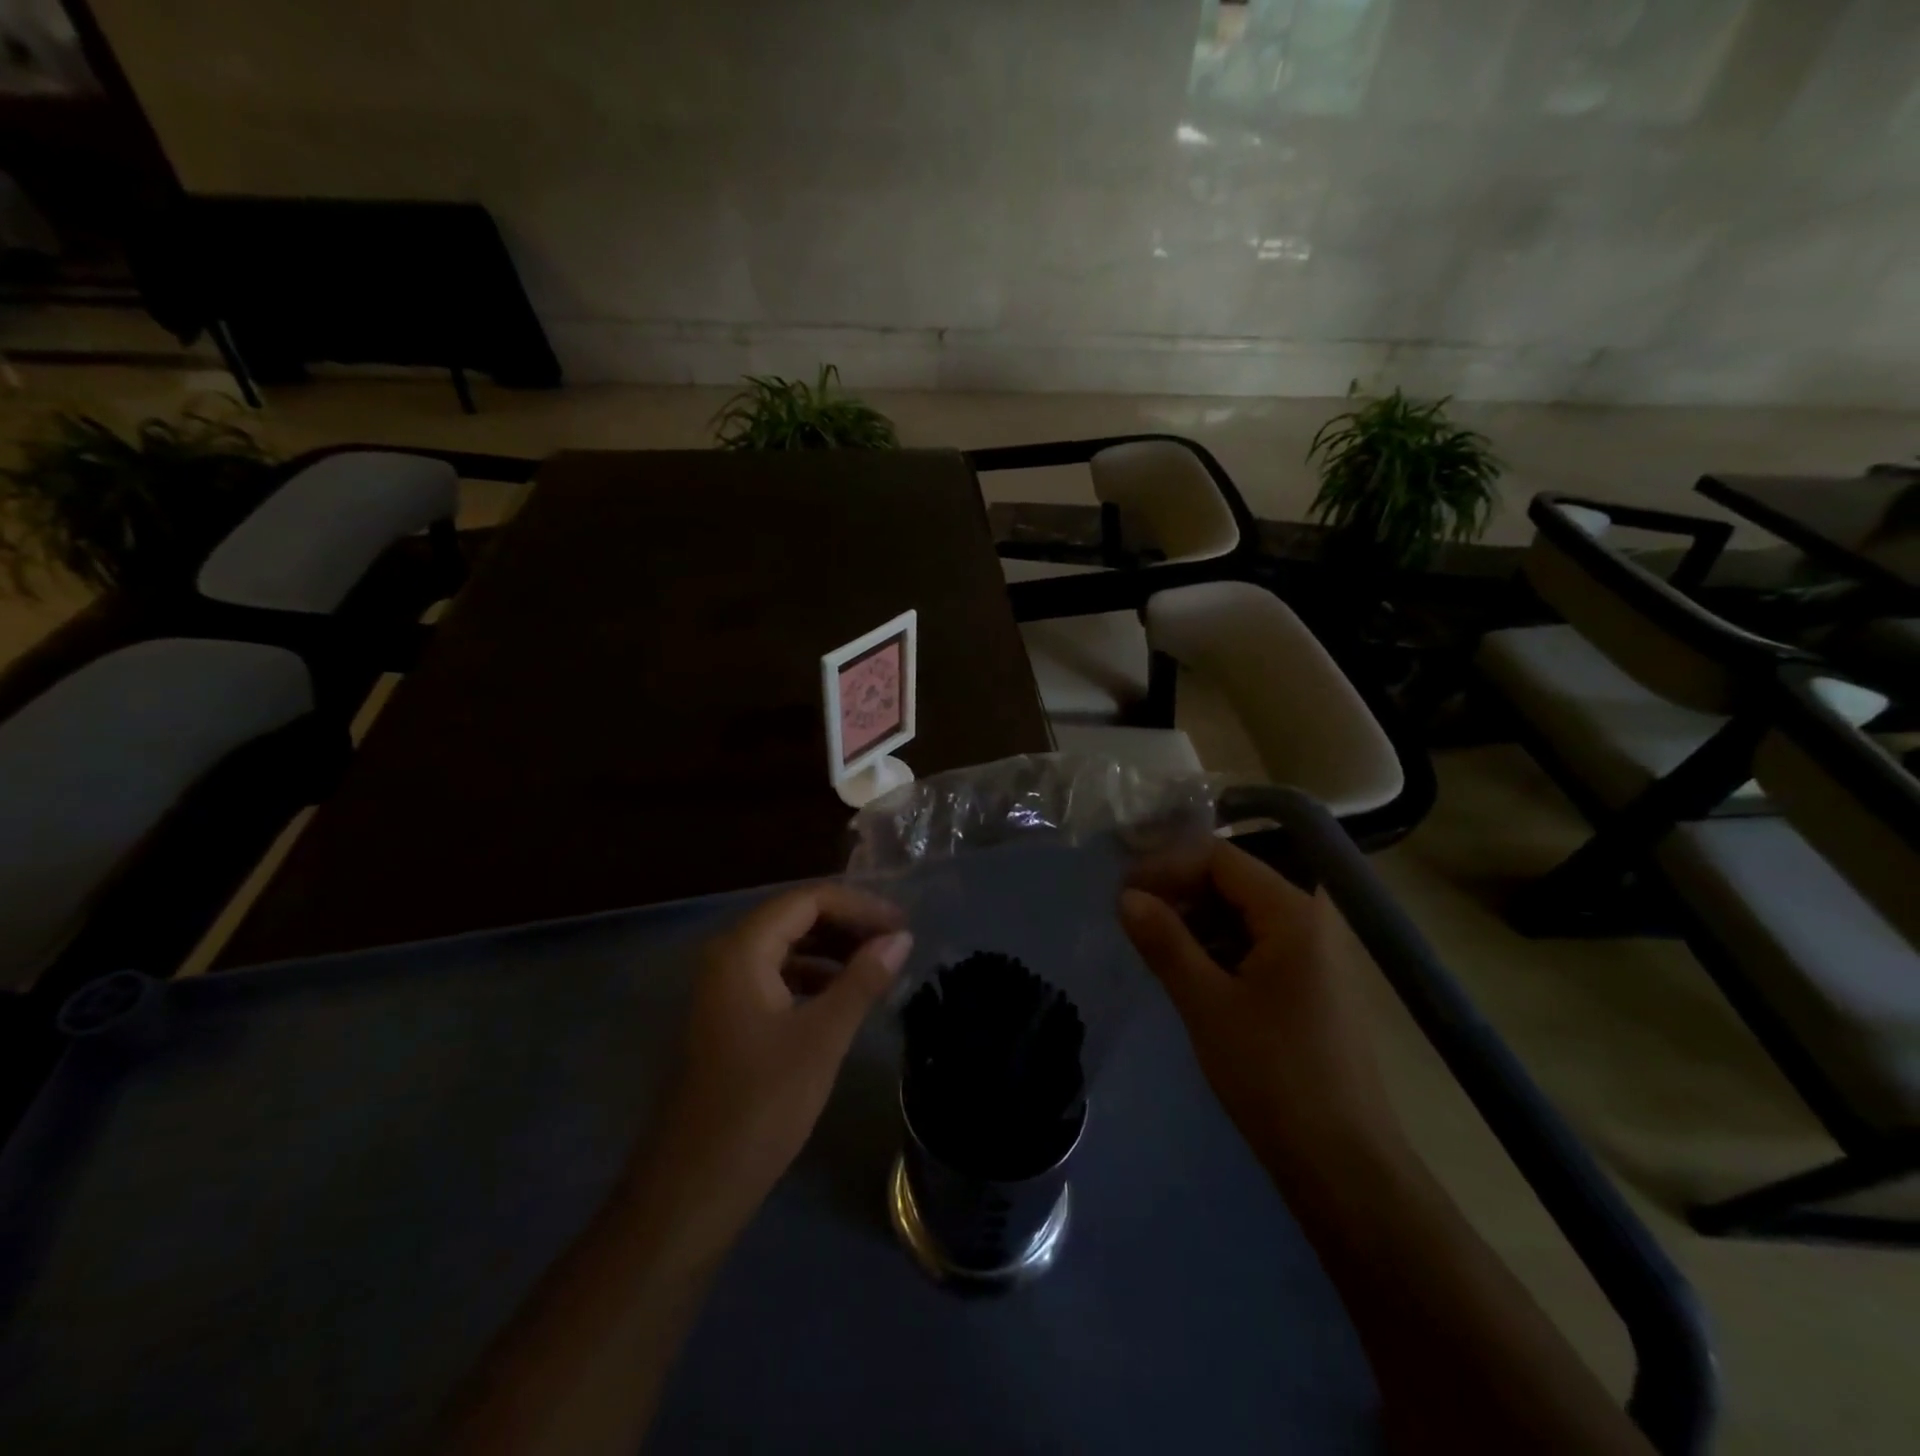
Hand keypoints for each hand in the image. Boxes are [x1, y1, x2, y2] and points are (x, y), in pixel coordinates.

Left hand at [630, 884, 912, 1244]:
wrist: (695, 1186)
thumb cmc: (761, 1104)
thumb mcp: (822, 1037)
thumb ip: (863, 980)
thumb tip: (901, 938)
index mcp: (742, 950)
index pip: (808, 900)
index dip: (859, 906)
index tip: (903, 925)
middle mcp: (727, 957)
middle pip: (795, 917)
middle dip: (848, 924)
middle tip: (896, 943)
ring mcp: (724, 988)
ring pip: (787, 947)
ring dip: (833, 950)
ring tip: (879, 967)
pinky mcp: (729, 1017)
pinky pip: (777, 976)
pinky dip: (814, 977)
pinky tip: (844, 997)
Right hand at [1119, 841, 1401, 1176]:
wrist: (1343, 1165)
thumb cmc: (1272, 1075)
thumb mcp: (1206, 1003)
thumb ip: (1164, 940)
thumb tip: (1125, 895)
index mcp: (1294, 912)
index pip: (1220, 858)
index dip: (1167, 866)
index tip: (1123, 892)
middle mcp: (1312, 919)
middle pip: (1234, 880)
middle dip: (1179, 891)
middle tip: (1131, 916)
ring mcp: (1317, 952)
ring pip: (1243, 912)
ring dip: (1196, 920)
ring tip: (1153, 944)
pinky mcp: (1312, 982)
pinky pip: (1258, 942)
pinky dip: (1219, 946)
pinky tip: (1189, 969)